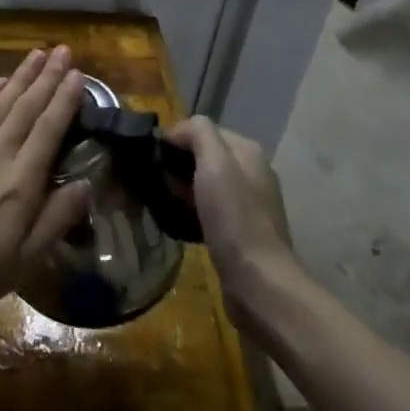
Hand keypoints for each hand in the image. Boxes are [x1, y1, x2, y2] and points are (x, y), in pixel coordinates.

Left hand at [0, 47, 91, 331]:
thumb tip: (88, 182)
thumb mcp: (25, 260)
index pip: (48, 130)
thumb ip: (57, 218)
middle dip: (47, 78)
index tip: (79, 74)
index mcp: (20, 184)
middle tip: (64, 50)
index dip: (64, 100)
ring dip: (20, 77)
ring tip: (38, 55)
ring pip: (0, 105)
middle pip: (25, 108)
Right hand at [166, 117, 299, 322]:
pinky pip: (210, 208)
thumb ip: (198, 133)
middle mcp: (252, 172)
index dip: (175, 138)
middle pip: (204, 156)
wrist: (258, 280)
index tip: (152, 157)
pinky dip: (192, 210)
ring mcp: (249, 202)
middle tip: (155, 181)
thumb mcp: (214, 163)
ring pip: (206, 183)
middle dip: (178, 165)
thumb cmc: (233, 217)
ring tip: (162, 201)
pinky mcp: (242, 230)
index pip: (203, 129)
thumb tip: (178, 130)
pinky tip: (178, 221)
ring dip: (183, 188)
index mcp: (247, 151)